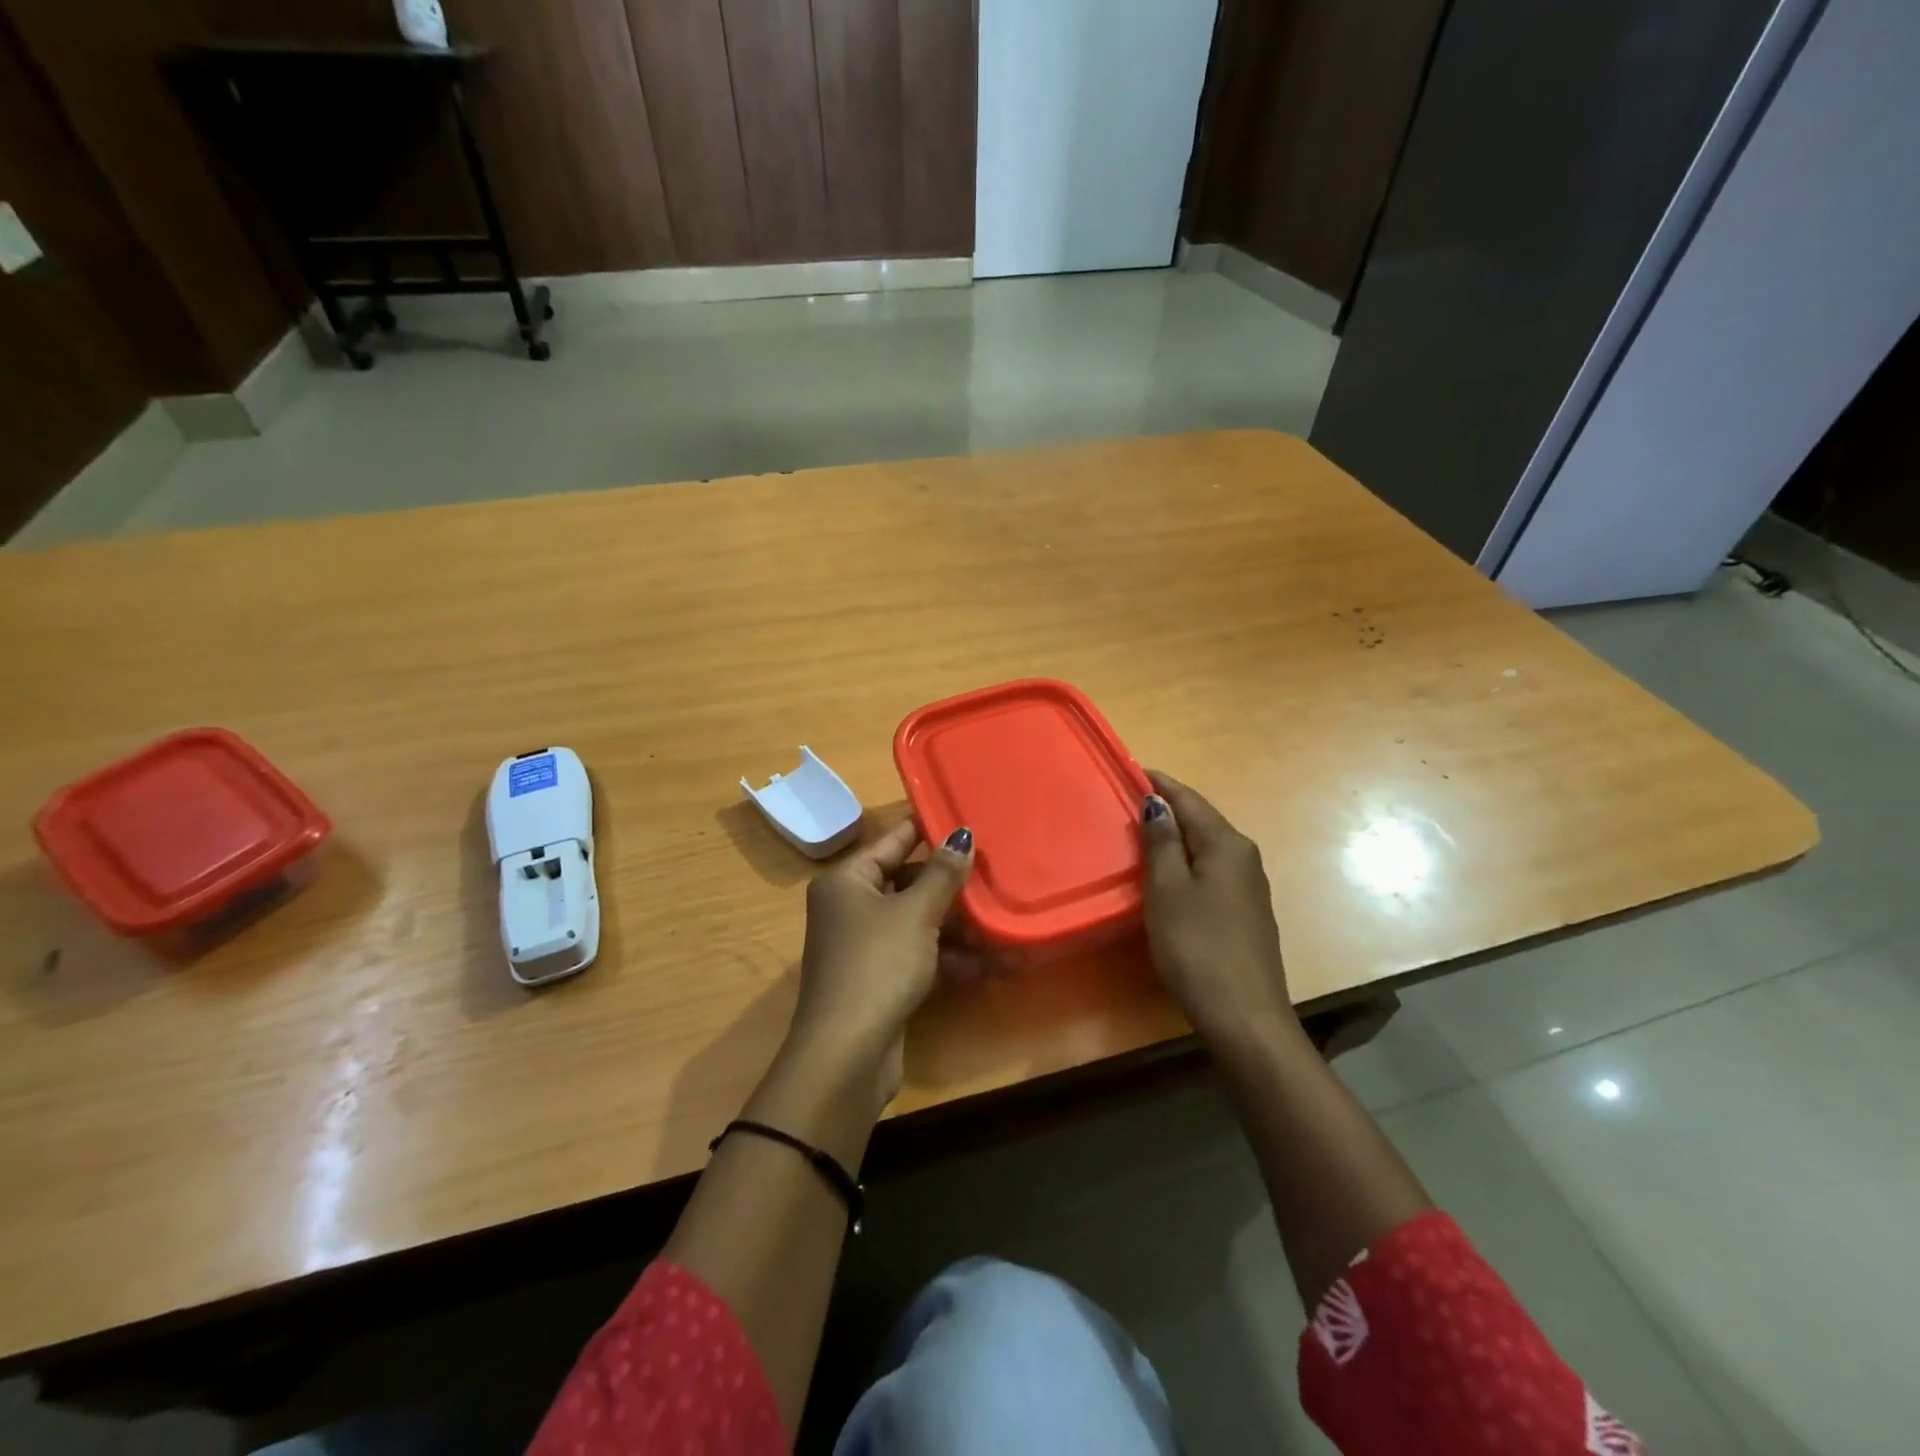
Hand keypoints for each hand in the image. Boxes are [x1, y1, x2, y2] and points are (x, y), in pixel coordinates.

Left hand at [787, 819, 974, 1105]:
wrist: (847, 1054)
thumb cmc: (878, 965)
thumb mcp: (915, 913)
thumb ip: (942, 874)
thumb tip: (962, 834)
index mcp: (847, 881)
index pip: (892, 840)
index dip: (928, 828)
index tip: (965, 814)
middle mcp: (852, 907)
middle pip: (908, 881)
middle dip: (952, 883)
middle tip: (997, 869)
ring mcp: (868, 945)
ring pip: (920, 921)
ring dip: (961, 925)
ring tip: (1007, 916)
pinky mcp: (884, 978)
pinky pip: (923, 954)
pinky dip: (955, 957)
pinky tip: (1001, 961)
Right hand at [1139, 770, 1298, 1047]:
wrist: (1244, 1015)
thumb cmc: (1197, 946)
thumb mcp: (1168, 890)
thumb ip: (1161, 842)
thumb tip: (1157, 802)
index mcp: (1227, 844)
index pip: (1189, 800)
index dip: (1159, 783)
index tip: (1131, 768)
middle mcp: (1244, 857)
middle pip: (1201, 821)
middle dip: (1167, 808)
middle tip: (1127, 802)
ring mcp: (1249, 886)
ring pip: (1206, 847)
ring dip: (1176, 837)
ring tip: (1140, 833)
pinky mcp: (1246, 912)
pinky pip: (1211, 871)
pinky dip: (1186, 862)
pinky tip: (1168, 873)